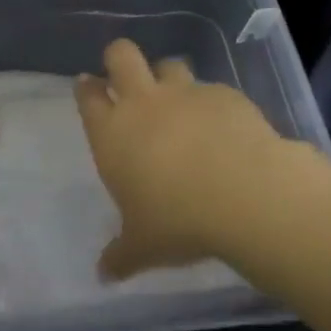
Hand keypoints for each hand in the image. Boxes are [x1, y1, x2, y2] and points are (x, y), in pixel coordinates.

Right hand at [75, 40, 292, 278]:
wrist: (244, 194)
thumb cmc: (177, 220)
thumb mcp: (143, 246)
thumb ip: (120, 255)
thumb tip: (102, 275)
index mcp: (112, 132)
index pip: (89, 96)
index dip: (86, 88)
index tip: (88, 86)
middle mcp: (144, 103)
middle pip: (121, 55)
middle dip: (119, 59)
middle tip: (126, 77)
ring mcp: (186, 94)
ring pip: (169, 64)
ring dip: (168, 77)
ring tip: (179, 102)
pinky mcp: (225, 95)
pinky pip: (212, 89)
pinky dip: (212, 103)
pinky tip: (224, 127)